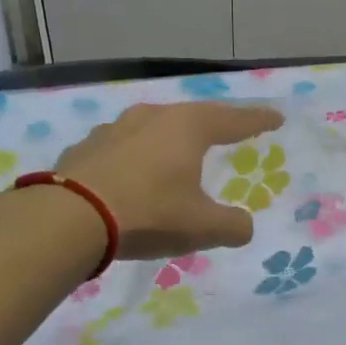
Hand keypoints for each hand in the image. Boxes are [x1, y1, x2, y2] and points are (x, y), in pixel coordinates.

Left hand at [56, 100, 283, 259]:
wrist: (70, 217)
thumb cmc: (149, 213)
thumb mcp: (202, 227)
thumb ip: (232, 226)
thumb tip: (244, 227)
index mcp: (187, 128)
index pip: (232, 120)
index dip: (257, 121)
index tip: (275, 119)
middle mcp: (151, 117)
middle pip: (191, 117)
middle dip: (211, 126)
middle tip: (226, 133)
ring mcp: (114, 129)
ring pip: (152, 128)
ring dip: (169, 140)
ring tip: (177, 154)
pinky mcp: (85, 147)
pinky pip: (123, 148)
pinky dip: (137, 158)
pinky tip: (134, 174)